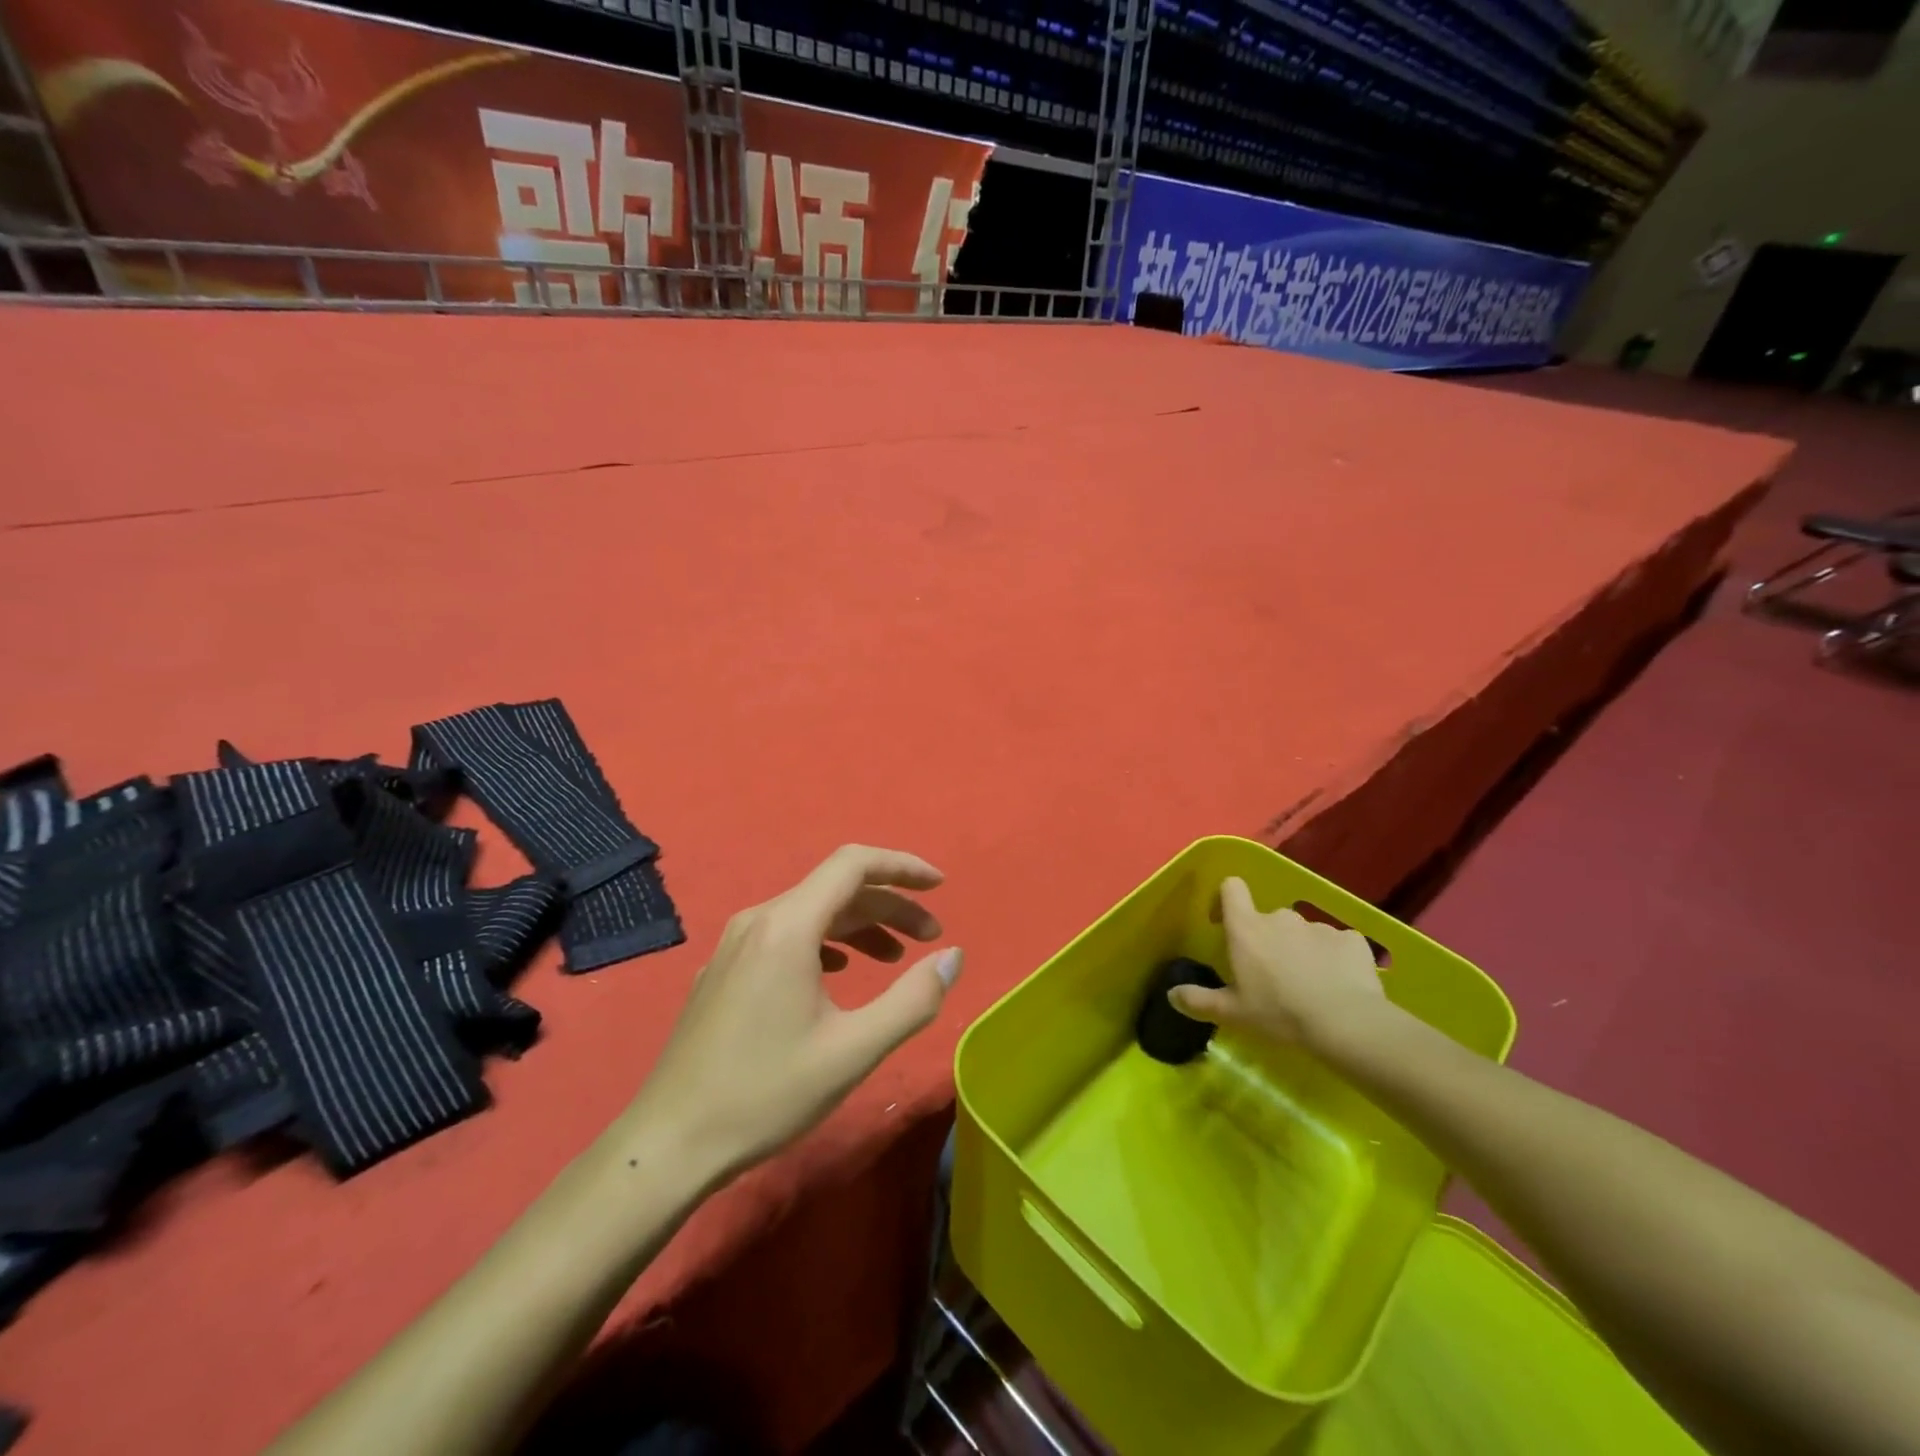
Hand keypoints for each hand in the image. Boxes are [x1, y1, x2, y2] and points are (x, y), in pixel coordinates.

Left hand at [622, 845, 962, 1185]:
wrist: (669, 1143)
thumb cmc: (766, 1094)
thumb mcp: (854, 1050)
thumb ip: (913, 999)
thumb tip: (952, 957)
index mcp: (788, 926)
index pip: (854, 864)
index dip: (902, 867)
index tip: (939, 886)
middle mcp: (759, 920)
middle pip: (836, 888)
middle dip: (889, 905)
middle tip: (930, 937)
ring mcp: (735, 944)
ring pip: (811, 912)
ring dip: (860, 925)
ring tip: (895, 957)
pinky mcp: (724, 969)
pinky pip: (786, 935)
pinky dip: (827, 942)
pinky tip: (839, 974)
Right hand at [1169, 876, 1388, 1050]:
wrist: (1347, 1023)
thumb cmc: (1279, 1013)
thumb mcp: (1233, 1013)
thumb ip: (1199, 1001)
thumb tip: (1171, 995)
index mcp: (1247, 928)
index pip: (1231, 888)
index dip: (1226, 899)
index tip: (1225, 923)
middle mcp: (1280, 917)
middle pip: (1267, 918)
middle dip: (1268, 939)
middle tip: (1271, 974)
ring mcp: (1318, 925)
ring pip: (1302, 933)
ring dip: (1300, 950)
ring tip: (1309, 984)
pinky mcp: (1351, 939)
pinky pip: (1336, 944)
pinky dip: (1333, 959)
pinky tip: (1338, 984)